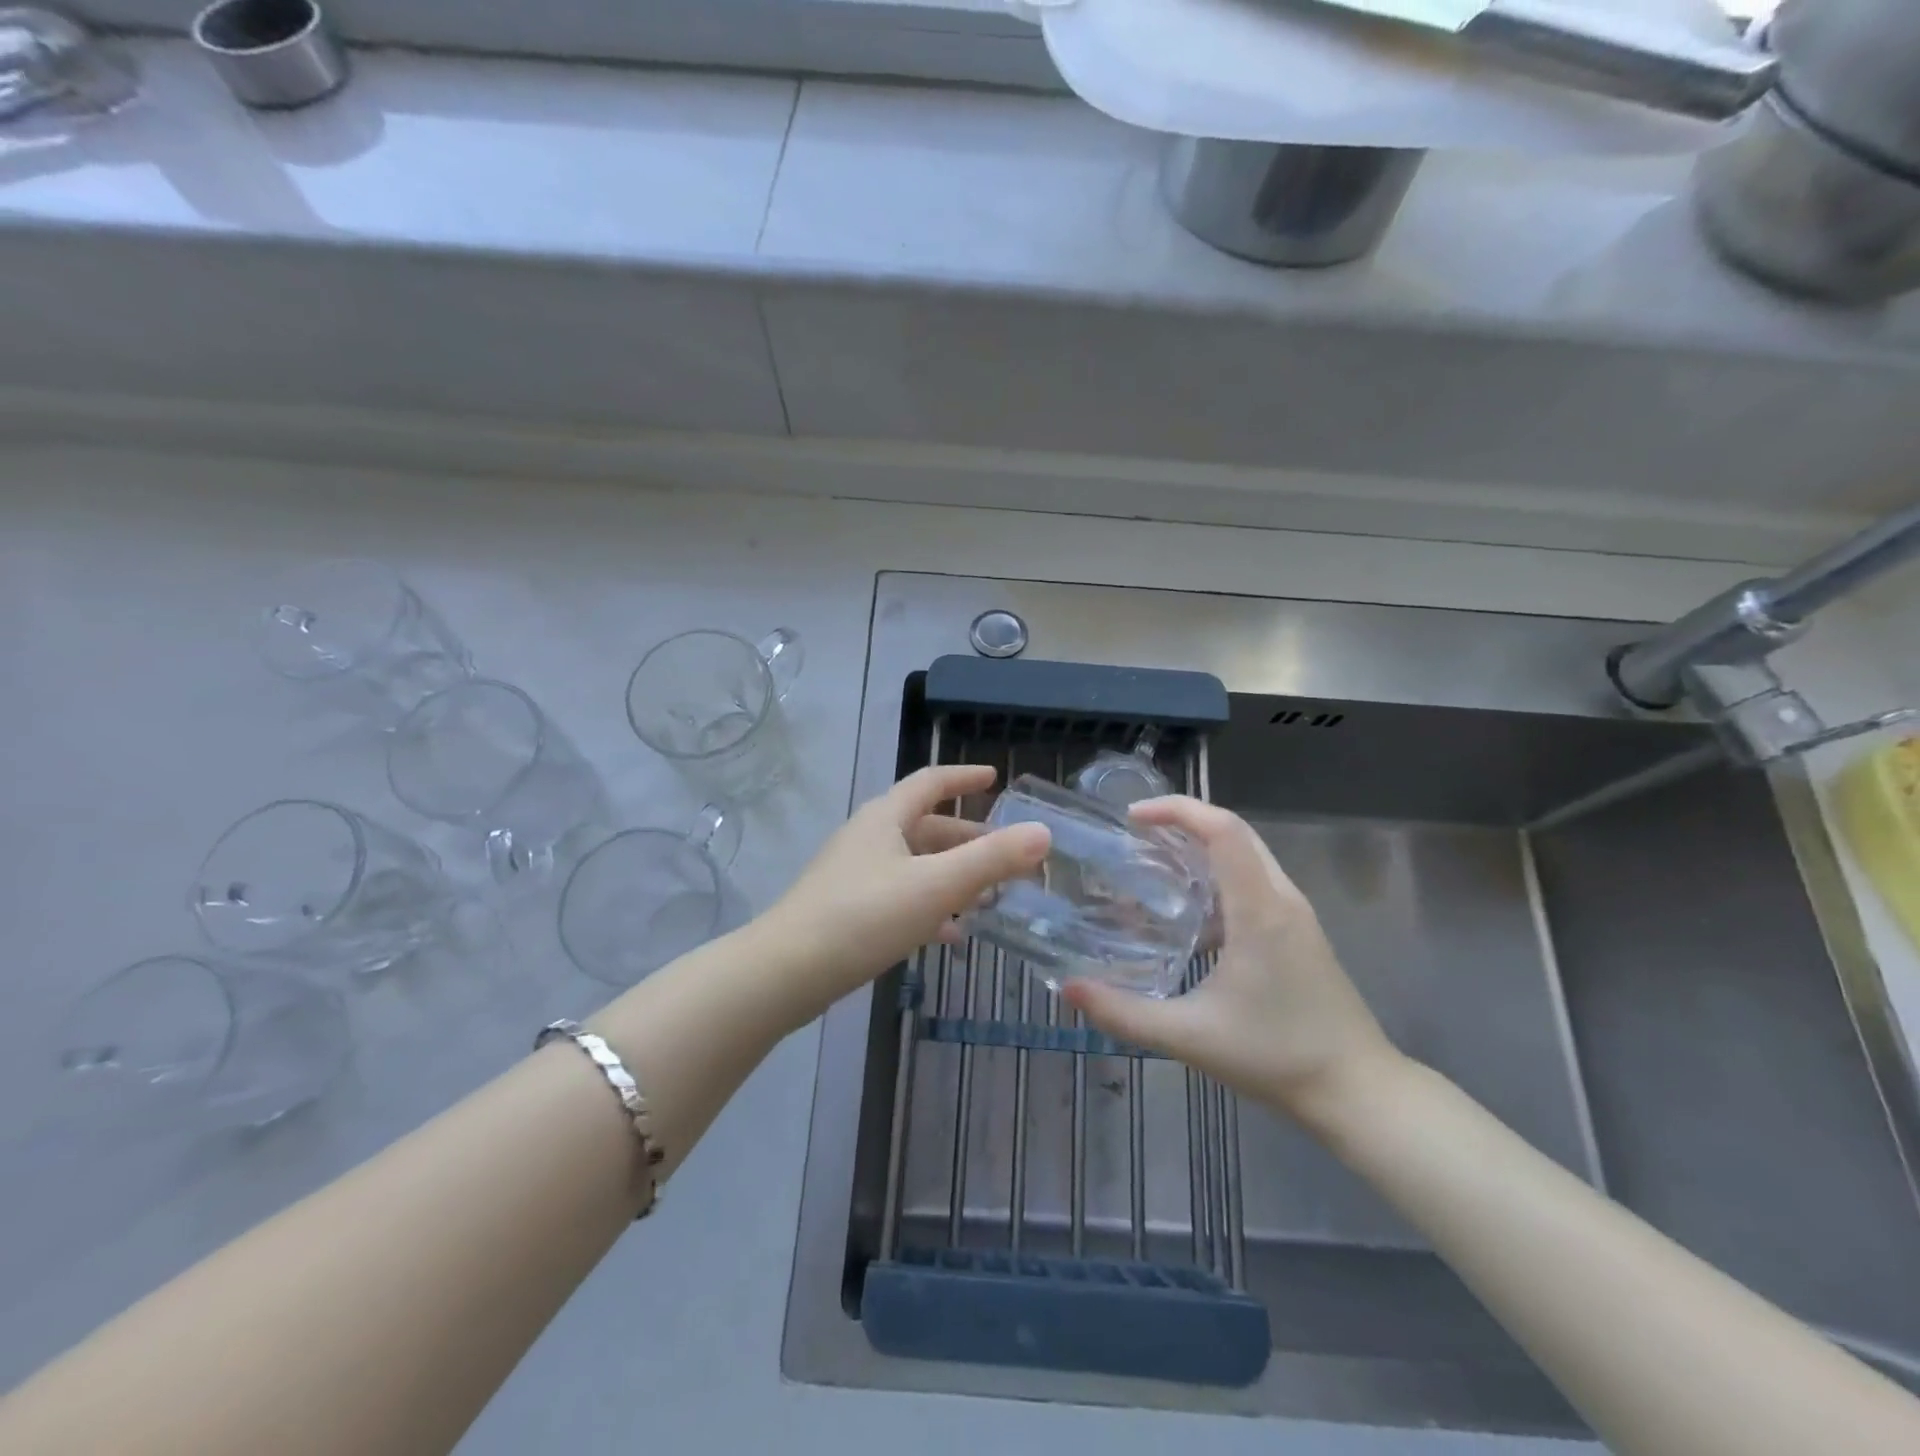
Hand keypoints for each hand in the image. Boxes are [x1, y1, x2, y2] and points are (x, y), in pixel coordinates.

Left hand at [762, 765, 1049, 1024]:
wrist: (786, 973)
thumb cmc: (863, 916)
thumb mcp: (935, 886)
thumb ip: (991, 859)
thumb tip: (1042, 832)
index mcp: (885, 818)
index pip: (930, 782)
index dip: (964, 776)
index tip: (995, 777)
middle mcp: (869, 838)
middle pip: (926, 827)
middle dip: (969, 838)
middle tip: (1008, 854)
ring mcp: (855, 875)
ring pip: (915, 865)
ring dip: (953, 876)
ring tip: (990, 897)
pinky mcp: (848, 910)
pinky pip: (900, 897)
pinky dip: (930, 907)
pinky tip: (951, 935)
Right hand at [1062, 797, 1400, 1126]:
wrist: (1357, 1090)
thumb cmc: (1276, 1056)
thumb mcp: (1190, 1036)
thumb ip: (1124, 1013)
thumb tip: (1068, 989)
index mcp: (1259, 910)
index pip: (1223, 830)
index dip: (1177, 810)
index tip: (1133, 817)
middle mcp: (1281, 899)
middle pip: (1235, 832)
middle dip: (1184, 821)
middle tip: (1135, 835)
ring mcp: (1295, 914)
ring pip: (1247, 855)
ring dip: (1201, 847)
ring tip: (1154, 864)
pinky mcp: (1298, 932)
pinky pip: (1254, 882)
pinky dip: (1217, 877)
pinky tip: (1188, 914)